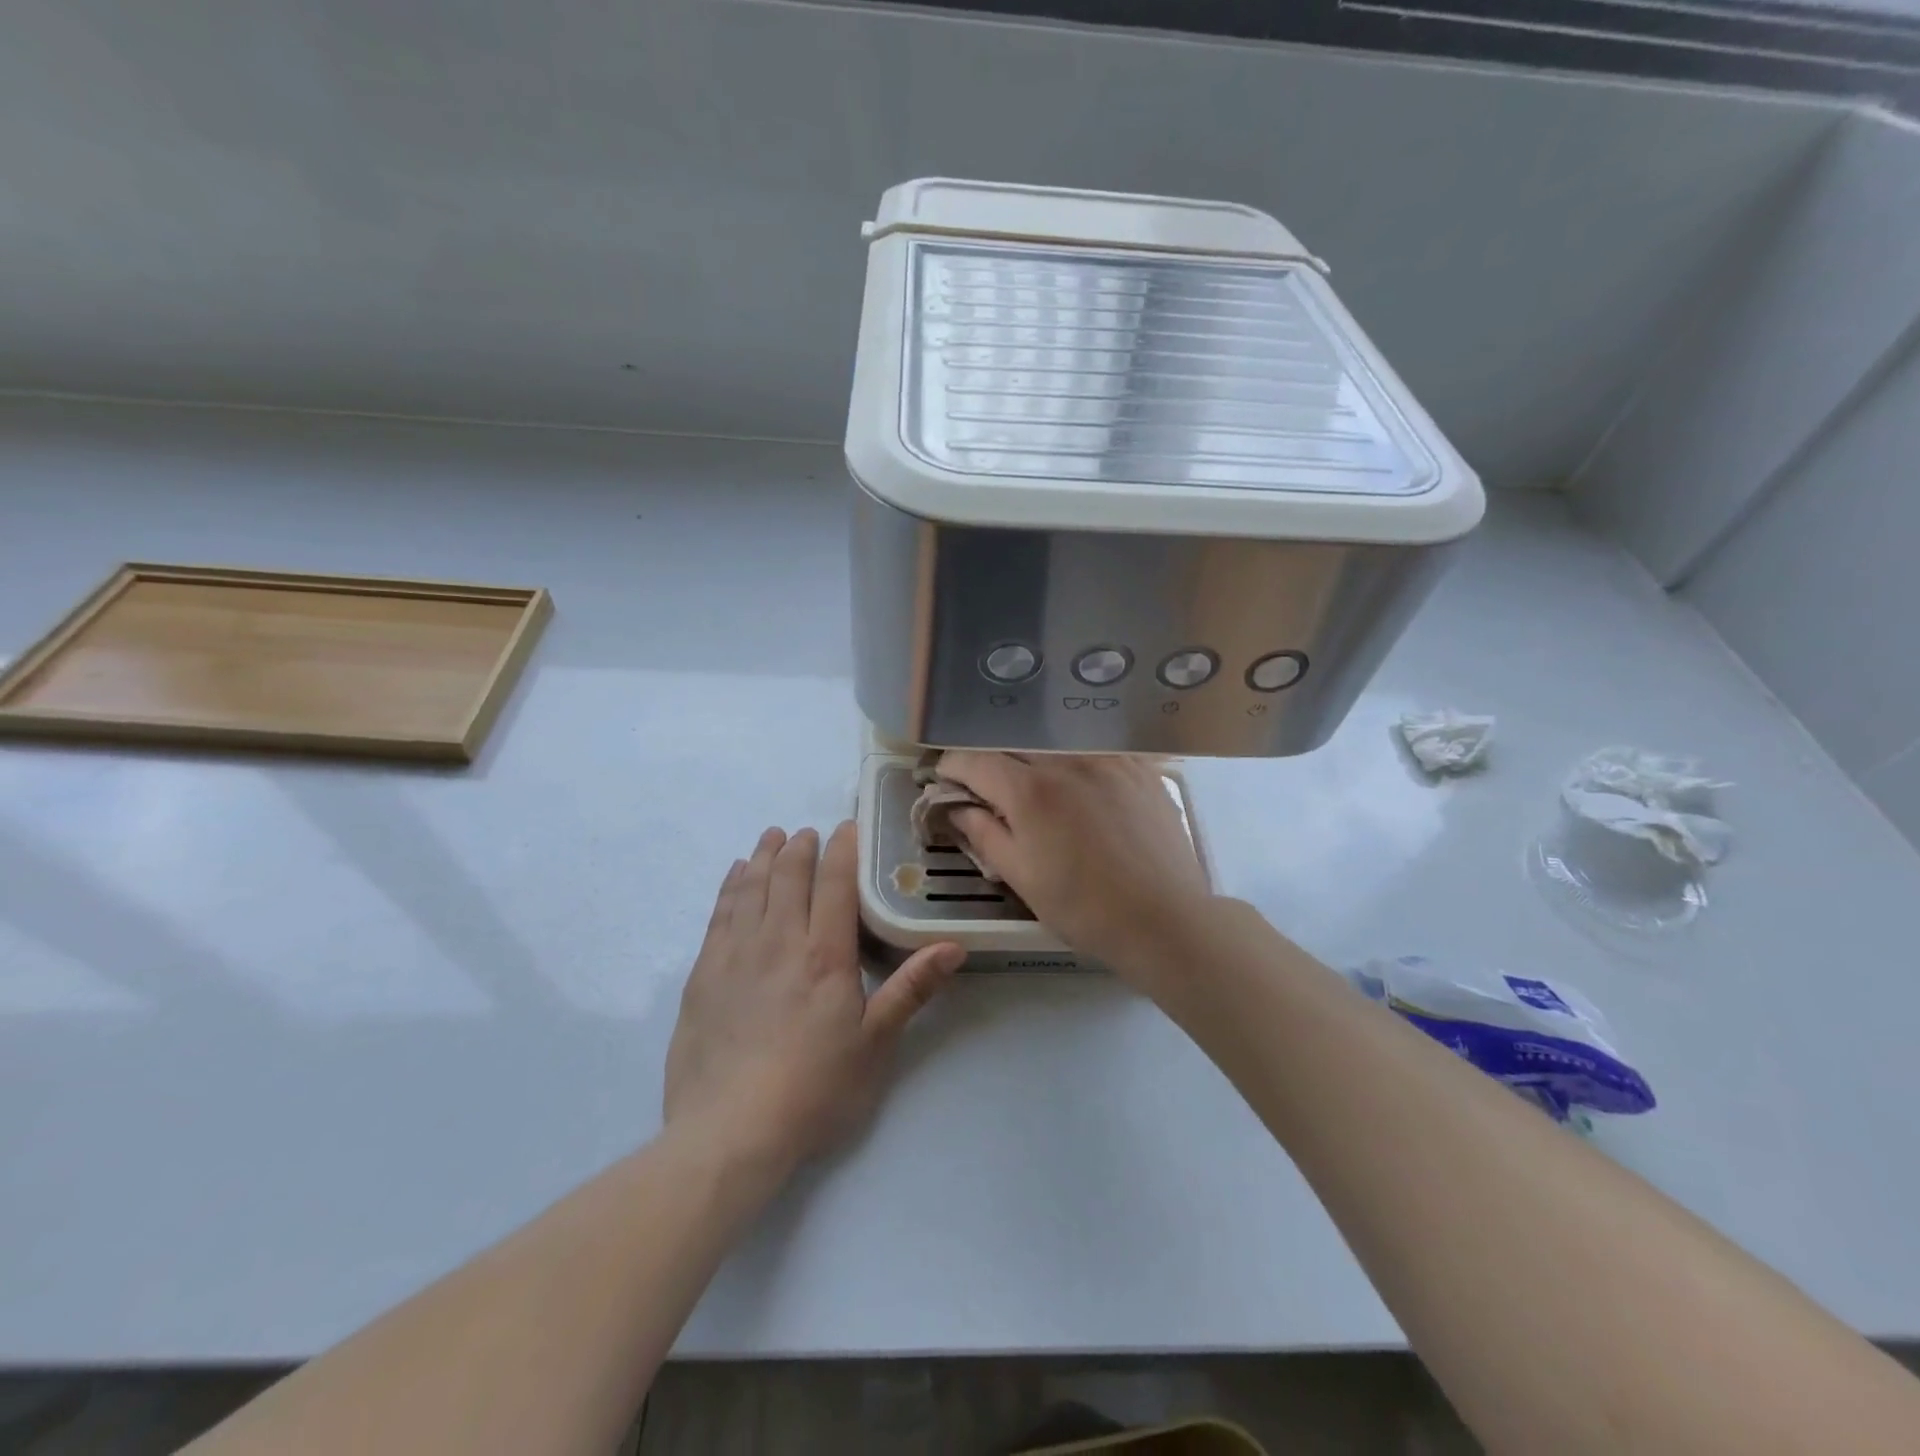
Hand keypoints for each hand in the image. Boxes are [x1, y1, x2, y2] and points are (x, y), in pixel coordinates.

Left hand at [663, 822, 962, 1177]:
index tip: (846, 828)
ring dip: (765, 857)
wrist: (729, 1132)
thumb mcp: (875, 1043)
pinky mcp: (704, 974)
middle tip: (808, 832)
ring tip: (772, 836)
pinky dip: (731, 886)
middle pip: (789, 876)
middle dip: (800, 847)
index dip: (841, 849)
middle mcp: (779, 941)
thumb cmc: (813, 1089)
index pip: (835, 883)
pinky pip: (719, 913)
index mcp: (824, 955)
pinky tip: (737, 875)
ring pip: (752, 887)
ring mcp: (735, 954)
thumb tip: (955, 945)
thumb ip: (912, 988)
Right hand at [936, 753, 1214, 990]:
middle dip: (989, 759)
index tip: (944, 780)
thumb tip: (956, 806)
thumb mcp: (1021, 877)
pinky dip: (1073, 759)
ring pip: (1054, 741)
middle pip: (1012, 743)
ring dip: (1031, 755)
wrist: (1165, 920)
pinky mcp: (1140, 767)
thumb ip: (983, 834)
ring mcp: (1108, 758)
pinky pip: (1094, 748)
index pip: (974, 759)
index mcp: (1030, 790)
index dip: (951, 767)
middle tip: (983, 784)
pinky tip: (1076, 781)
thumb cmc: (1084, 908)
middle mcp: (1067, 760)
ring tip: (1030, 781)